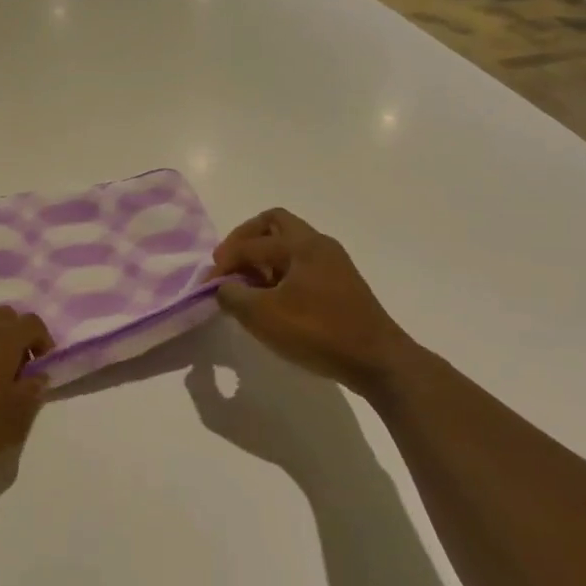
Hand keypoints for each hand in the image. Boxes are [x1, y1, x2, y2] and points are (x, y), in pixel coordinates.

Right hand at [209, 209, 406, 387]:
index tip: (208, 284)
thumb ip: (233, 296)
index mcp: (301, 244)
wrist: (377, 361)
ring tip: (248, 286)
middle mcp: (318, 244)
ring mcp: (333, 263)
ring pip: (289, 244)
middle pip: (274, 224)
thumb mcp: (263, 316)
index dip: (224, 261)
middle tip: (229, 264)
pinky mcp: (340, 283)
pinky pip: (301, 263)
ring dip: (263, 257)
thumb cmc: (318, 332)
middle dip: (246, 239)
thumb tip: (223, 287)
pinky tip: (272, 299)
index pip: (251, 243)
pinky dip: (280, 271)